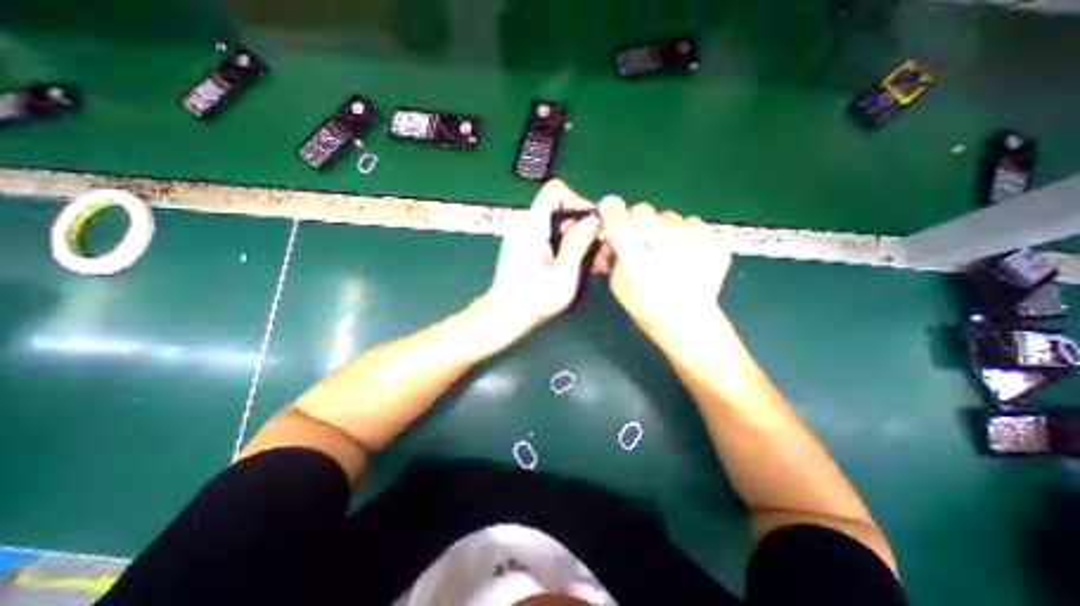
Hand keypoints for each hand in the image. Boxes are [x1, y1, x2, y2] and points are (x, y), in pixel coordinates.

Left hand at [485, 181, 603, 340]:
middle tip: (603, 248)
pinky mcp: (526, 247)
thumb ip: (578, 244)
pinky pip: (551, 236)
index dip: (578, 201)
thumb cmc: (533, 301)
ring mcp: (525, 236)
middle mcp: (526, 225)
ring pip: (558, 224)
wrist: (504, 316)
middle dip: (584, 225)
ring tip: (598, 261)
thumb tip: (595, 219)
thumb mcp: (563, 276)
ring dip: (579, 238)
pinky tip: (582, 264)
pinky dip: (568, 245)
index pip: (555, 191)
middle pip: (560, 209)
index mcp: (532, 227)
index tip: (594, 224)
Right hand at [599, 198, 733, 348]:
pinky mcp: (717, 246)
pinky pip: (692, 221)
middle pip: (644, 210)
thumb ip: (614, 256)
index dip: (612, 211)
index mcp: (640, 269)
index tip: (610, 207)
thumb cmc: (648, 309)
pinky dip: (684, 233)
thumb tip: (612, 228)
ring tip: (666, 249)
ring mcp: (697, 249)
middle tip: (638, 235)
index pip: (620, 224)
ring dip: (661, 227)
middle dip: (635, 219)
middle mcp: (669, 255)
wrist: (690, 324)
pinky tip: (684, 253)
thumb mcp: (619, 288)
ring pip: (669, 215)